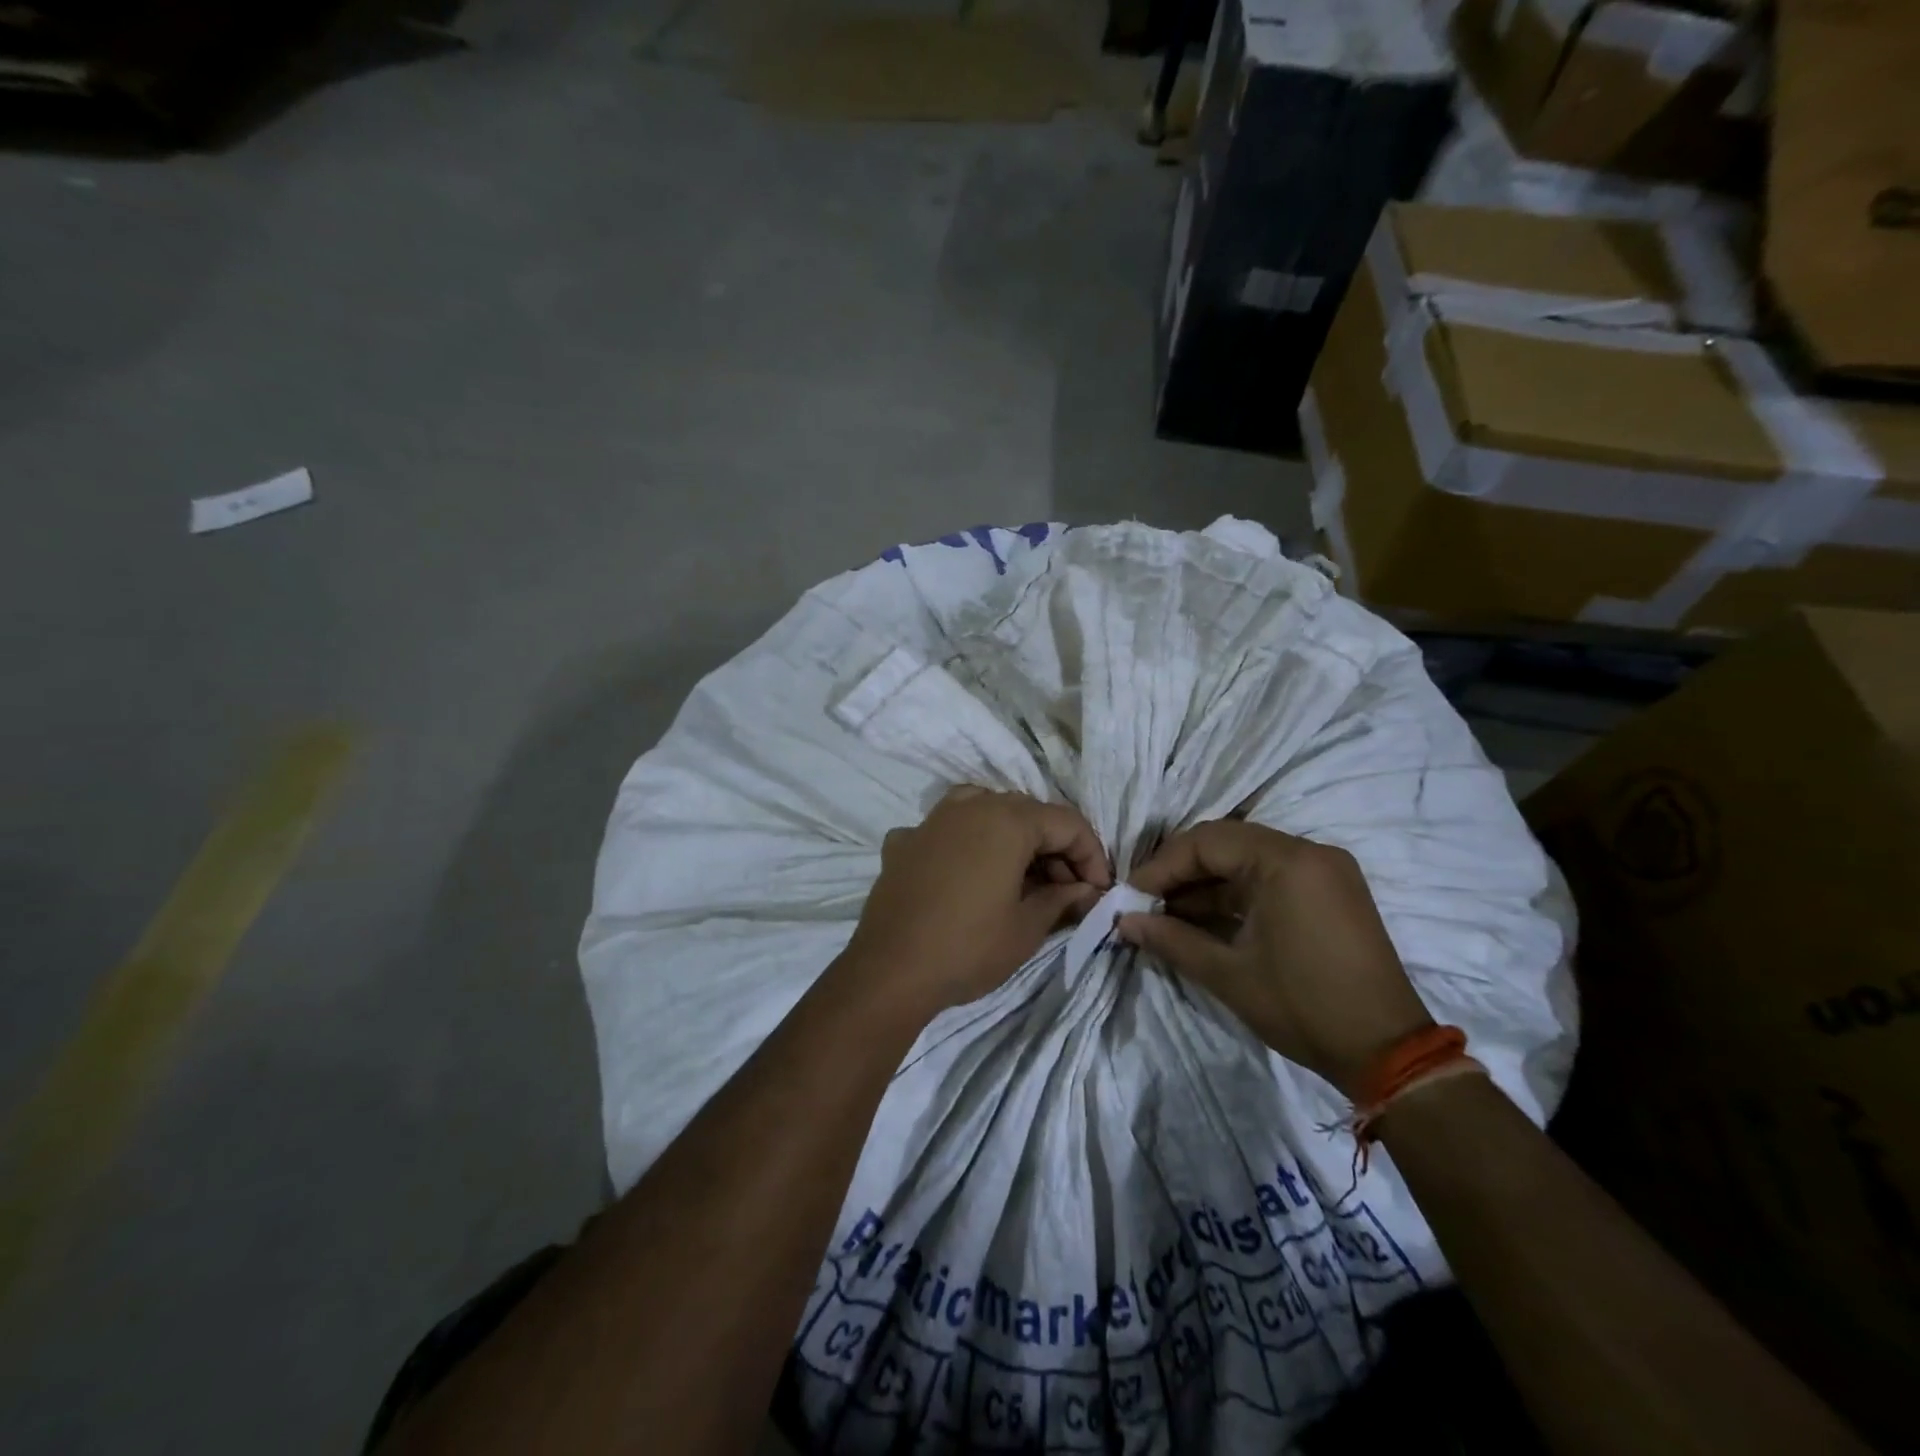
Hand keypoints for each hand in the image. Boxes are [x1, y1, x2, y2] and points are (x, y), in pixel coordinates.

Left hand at [842, 788, 1111, 1016]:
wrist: (889, 971)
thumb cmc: (968, 948)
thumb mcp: (1027, 928)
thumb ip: (1062, 899)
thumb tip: (1087, 890)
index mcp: (1007, 820)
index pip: (1067, 823)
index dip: (1091, 855)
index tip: (1098, 891)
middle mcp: (969, 806)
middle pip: (1027, 813)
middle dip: (1054, 848)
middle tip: (1066, 891)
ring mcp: (931, 821)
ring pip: (984, 810)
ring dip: (1010, 837)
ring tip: (1019, 875)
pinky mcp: (903, 843)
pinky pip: (944, 830)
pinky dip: (963, 844)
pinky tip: (964, 874)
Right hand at [1117, 820, 1432, 1099]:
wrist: (1389, 1054)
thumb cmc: (1304, 1007)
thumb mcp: (1229, 974)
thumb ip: (1172, 939)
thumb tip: (1124, 921)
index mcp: (1287, 861)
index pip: (1207, 842)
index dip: (1162, 866)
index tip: (1130, 896)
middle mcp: (1309, 852)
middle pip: (1226, 844)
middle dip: (1180, 872)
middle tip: (1145, 902)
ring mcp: (1325, 871)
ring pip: (1247, 861)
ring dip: (1206, 885)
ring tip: (1167, 915)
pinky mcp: (1331, 893)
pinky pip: (1270, 878)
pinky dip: (1235, 895)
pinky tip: (1204, 919)